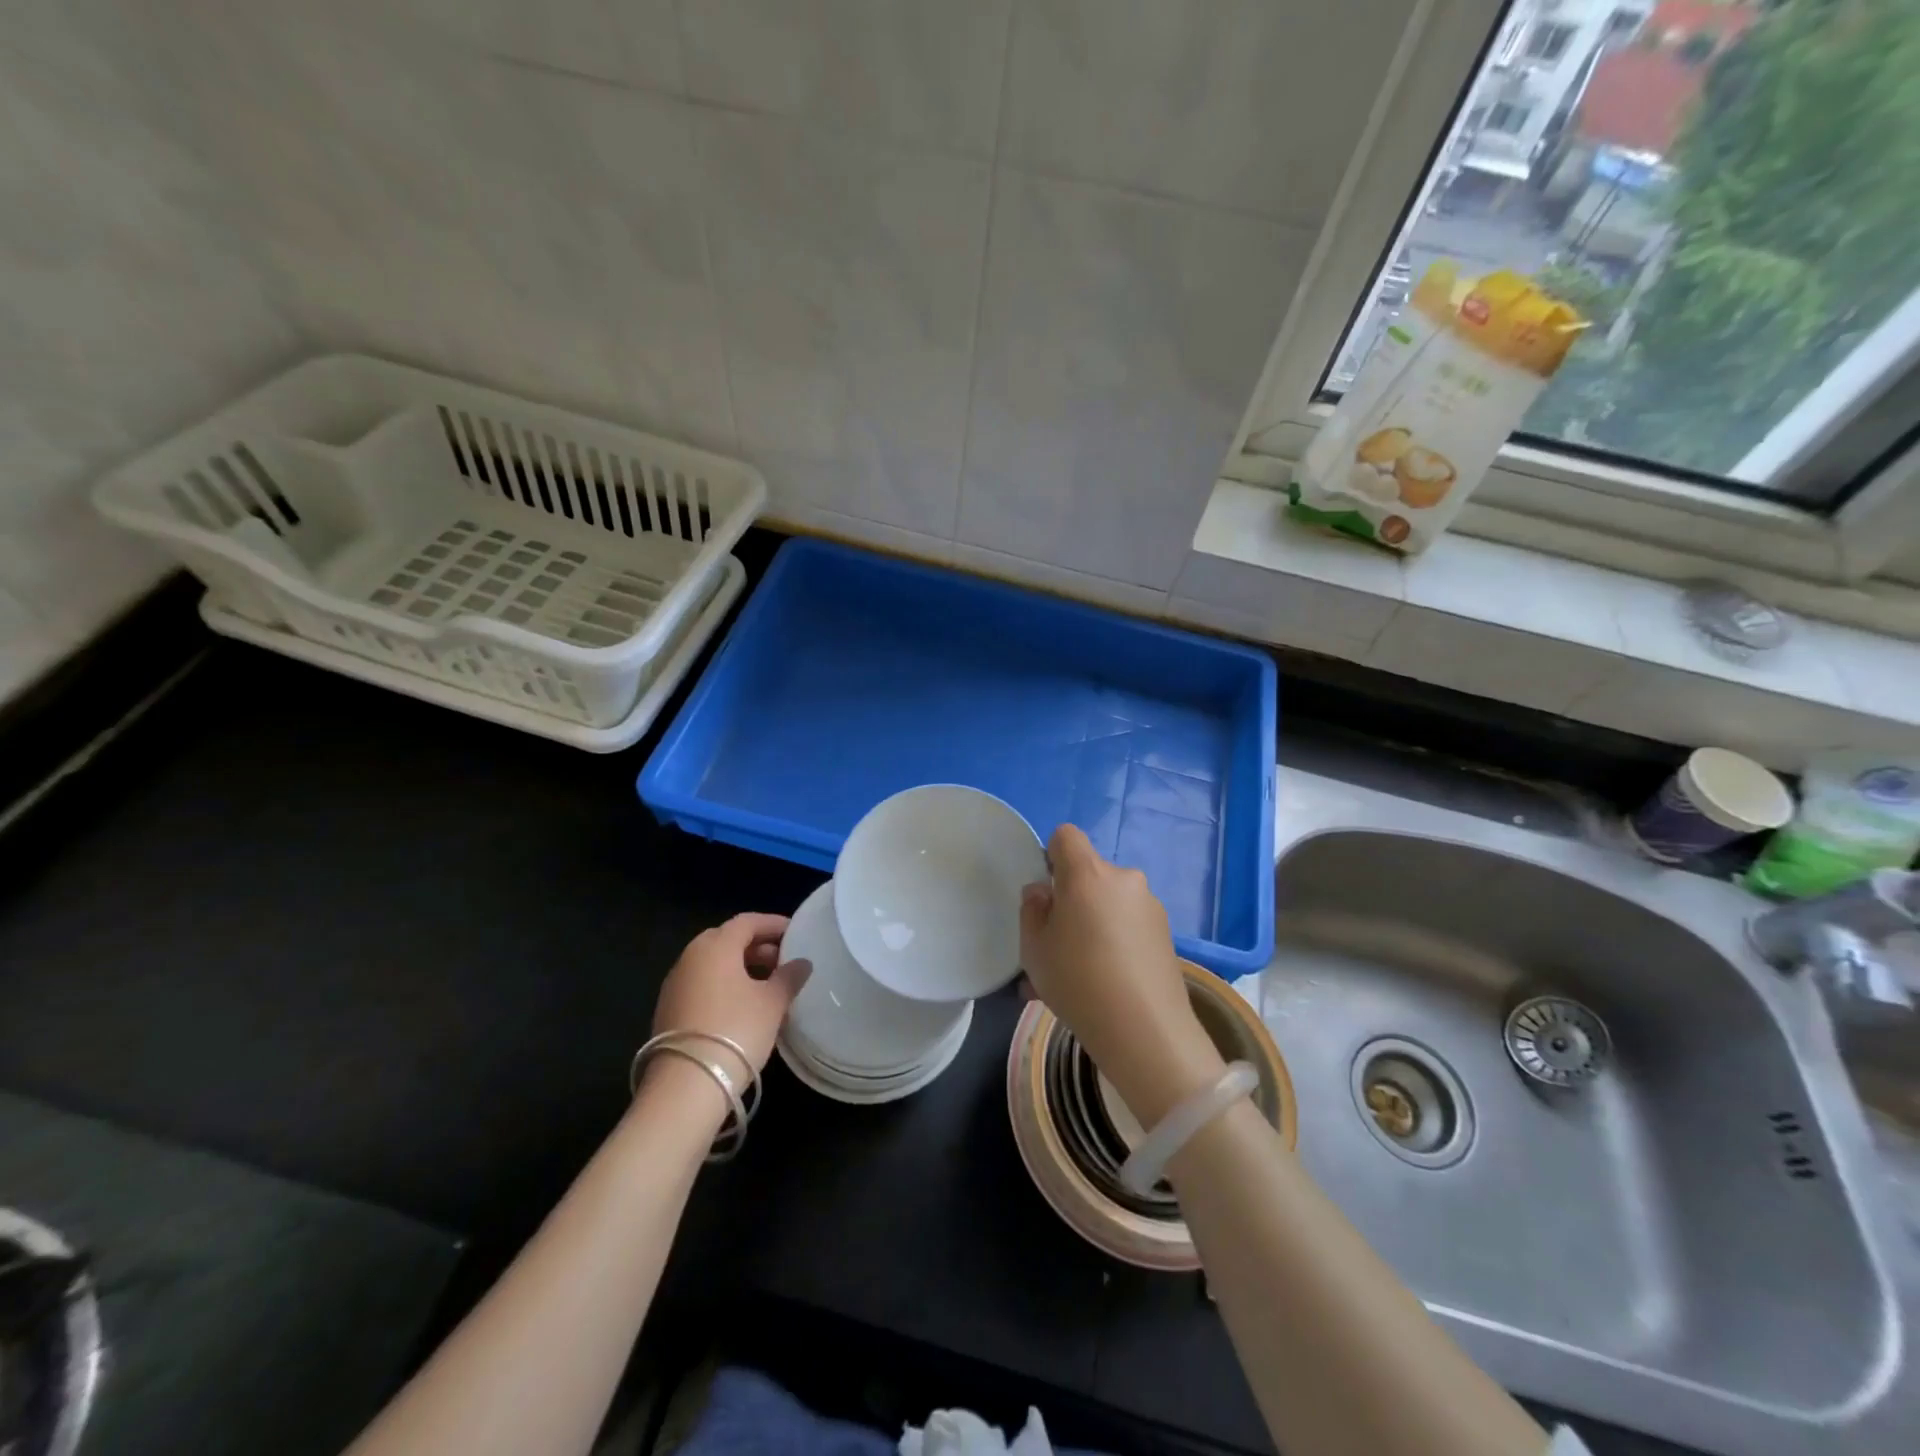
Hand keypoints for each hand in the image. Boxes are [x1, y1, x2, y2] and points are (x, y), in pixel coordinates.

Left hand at [651, 914, 810, 1083]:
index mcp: (715, 946)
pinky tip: (744, 1006)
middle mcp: (690, 957)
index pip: (748, 921)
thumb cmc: (736, 1031)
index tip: (796, 933)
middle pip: (727, 940)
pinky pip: (703, 984)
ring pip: (714, 963)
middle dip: (757, 946)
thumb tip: (801, 963)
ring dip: (741, 967)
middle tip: (783, 960)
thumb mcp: (772, 1003)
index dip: (774, 924)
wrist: (685, 1087)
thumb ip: (789, 977)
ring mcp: (675, 984)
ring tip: (768, 985)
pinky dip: (725, 985)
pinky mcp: (669, 1010)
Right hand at [1020, 826, 1224, 1126]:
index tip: (1046, 894)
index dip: (1051, 856)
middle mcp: (1123, 879)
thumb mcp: (1034, 948)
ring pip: (1108, 905)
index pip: (1066, 836)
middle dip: (1072, 900)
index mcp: (1087, 874)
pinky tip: (1103, 986)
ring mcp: (1149, 906)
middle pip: (1090, 874)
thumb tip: (1044, 892)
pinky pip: (1127, 927)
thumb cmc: (1078, 981)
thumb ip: (1032, 910)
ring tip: (1077, 976)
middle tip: (1057, 945)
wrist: (1146, 1032)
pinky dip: (1113, 944)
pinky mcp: (1166, 934)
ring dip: (1092, 926)